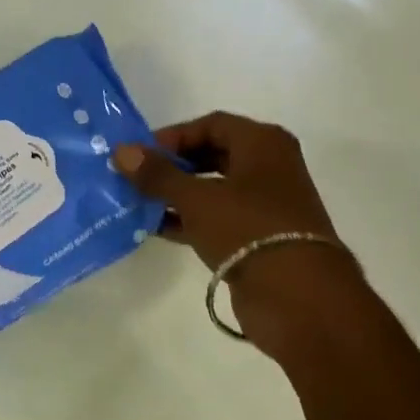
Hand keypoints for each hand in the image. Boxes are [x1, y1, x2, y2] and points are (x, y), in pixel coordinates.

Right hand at [113, 112, 354, 346]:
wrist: (297, 296)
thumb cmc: (247, 228)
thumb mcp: (196, 198)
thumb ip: (157, 174)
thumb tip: (122, 151)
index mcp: (263, 143)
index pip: (210, 124)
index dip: (173, 136)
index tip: (140, 155)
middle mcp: (269, 167)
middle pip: (212, 155)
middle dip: (173, 166)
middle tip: (137, 178)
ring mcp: (266, 204)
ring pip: (214, 189)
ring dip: (177, 195)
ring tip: (139, 203)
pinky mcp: (260, 237)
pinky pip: (218, 218)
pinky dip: (190, 220)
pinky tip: (156, 228)